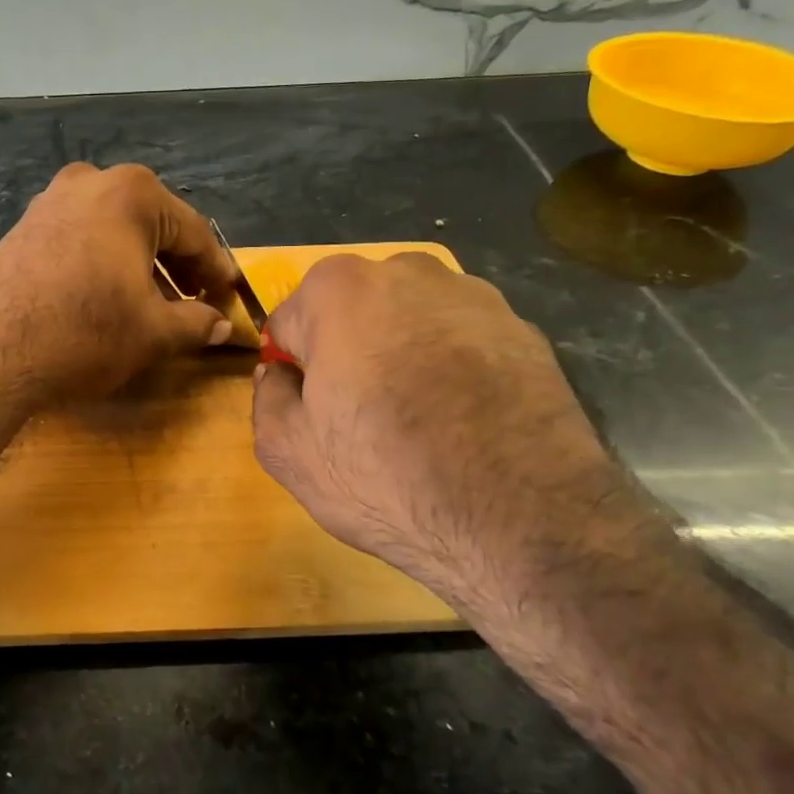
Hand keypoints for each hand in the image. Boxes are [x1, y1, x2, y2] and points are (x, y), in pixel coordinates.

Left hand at [0, 163, 237, 402]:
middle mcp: (90, 182)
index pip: (194, 232)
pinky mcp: (21, 228)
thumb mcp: (153, 332)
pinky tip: (106, 298)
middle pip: (152, 225)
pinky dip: (102, 264)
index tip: (230, 297)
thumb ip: (196, 323)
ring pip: (113, 232)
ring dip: (139, 266)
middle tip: (198, 302)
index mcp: (132, 194)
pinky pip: (79, 240)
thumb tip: (222, 326)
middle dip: (177, 266)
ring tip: (154, 305)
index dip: (216, 270)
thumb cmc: (85, 332)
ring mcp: (49, 202)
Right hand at [251, 253, 632, 611]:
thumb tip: (280, 375)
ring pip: (408, 324)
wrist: (524, 521)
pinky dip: (452, 370)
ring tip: (418, 423)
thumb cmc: (385, 477)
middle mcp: (408, 272)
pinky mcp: (526, 331)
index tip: (312, 411)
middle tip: (360, 417)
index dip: (294, 370)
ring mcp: (475, 297)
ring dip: (400, 357)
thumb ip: (267, 397)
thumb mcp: (288, 451)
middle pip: (351, 314)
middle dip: (347, 353)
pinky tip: (461, 423)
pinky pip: (460, 343)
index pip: (289, 324)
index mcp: (338, 289)